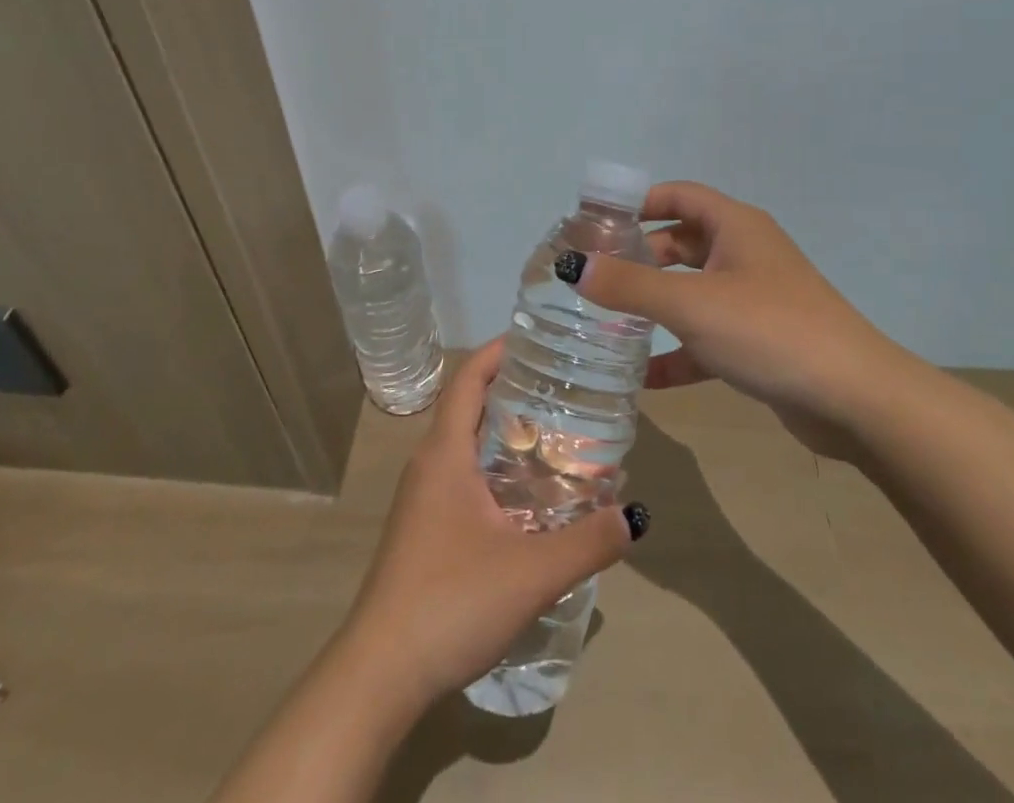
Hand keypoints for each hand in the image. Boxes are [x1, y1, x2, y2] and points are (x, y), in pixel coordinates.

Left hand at [340, 341, 637, 708]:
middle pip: (470, 407)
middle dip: (512, 389)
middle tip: (563, 387)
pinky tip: (527, 497)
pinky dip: (494, 467)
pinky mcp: (423, 530)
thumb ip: (587, 543)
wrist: (380, 674)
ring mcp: (422, 499)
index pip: (469, 379)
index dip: (498, 351)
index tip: (536, 338)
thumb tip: (633, 516)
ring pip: (466, 445)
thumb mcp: (531, 573)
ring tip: (555, 435)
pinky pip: (461, 476)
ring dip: (503, 431)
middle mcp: (429, 465)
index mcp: (445, 454)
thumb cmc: (450, 602)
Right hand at [568, 181, 897, 437]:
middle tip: (594, 278)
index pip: (678, 195)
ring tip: (606, 324)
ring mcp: (754, 298)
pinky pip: (706, 337)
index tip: (595, 222)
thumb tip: (574, 266)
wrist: (855, 399)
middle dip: (639, 259)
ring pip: (691, 291)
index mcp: (735, 227)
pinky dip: (677, 352)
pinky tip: (645, 379)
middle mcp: (745, 254)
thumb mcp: (691, 304)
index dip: (637, 202)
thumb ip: (630, 286)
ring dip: (654, 306)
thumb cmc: (770, 330)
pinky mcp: (759, 341)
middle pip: (680, 244)